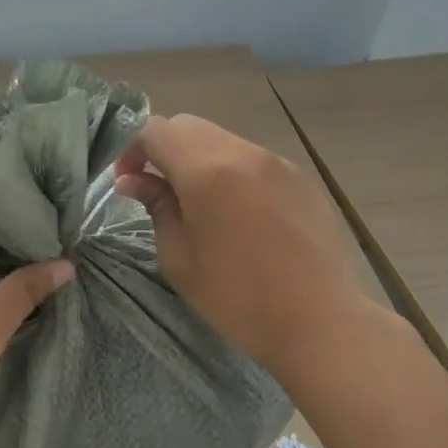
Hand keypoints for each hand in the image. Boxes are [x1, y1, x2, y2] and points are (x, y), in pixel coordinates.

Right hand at [114, 114, 379, 369]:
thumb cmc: (238, 298)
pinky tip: (235, 213)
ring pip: (221, 140)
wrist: (320, 321)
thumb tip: (133, 180)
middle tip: (154, 188)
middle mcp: (242, 153)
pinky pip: (250, 159)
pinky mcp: (299, 178)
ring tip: (195, 203)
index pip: (156, 130)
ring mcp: (276, 162)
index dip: (132, 148)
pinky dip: (229, 171)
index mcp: (206, 171)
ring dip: (196, 160)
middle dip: (162, 148)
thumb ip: (156, 207)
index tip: (127, 180)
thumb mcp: (179, 258)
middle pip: (188, 126)